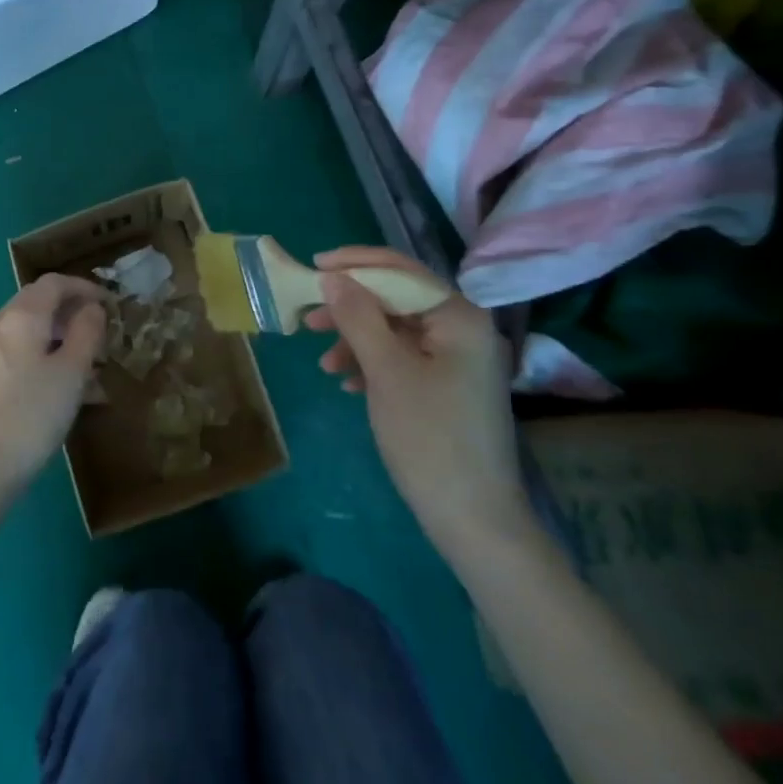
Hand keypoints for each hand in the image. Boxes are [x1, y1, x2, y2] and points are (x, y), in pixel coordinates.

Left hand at [0, 275, 108, 509]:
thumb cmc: (30, 417)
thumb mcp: (71, 373)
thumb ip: (86, 333)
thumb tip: (91, 308)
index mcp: (20, 317)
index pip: (54, 283)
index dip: (85, 288)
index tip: (111, 305)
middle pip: (39, 304)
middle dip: (73, 314)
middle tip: (102, 336)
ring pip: (30, 332)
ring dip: (61, 340)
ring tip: (91, 370)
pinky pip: (18, 354)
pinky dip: (44, 359)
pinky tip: (64, 391)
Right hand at [304, 247, 530, 556]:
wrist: (473, 519)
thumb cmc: (429, 437)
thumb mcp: (386, 371)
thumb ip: (358, 317)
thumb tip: (333, 277)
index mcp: (458, 317)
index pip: (402, 270)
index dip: (355, 264)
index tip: (314, 267)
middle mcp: (463, 329)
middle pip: (397, 299)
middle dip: (351, 307)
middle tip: (308, 319)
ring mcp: (457, 360)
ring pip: (395, 331)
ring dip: (356, 340)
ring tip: (324, 363)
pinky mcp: (447, 386)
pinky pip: (403, 358)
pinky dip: (372, 364)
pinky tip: (348, 384)